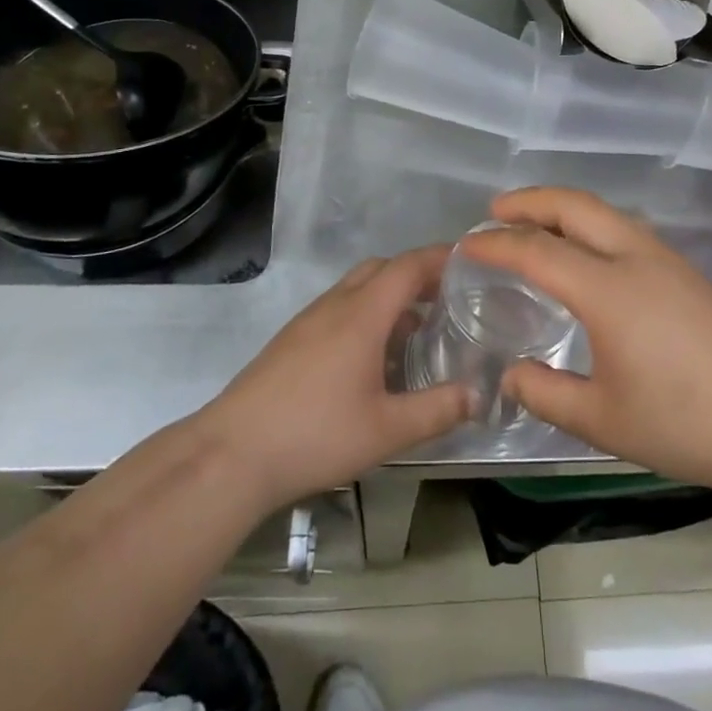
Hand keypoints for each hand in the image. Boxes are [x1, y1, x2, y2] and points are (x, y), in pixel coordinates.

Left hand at [195, 248, 471, 513]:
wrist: (233, 453)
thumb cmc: (315, 435)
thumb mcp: (387, 430)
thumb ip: (437, 410)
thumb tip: (478, 395)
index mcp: (362, 314)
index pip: (408, 266)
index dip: (441, 257)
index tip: (471, 260)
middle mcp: (335, 304)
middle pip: (382, 268)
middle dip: (416, 274)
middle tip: (447, 299)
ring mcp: (309, 320)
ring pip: (357, 288)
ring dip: (389, 295)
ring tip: (416, 329)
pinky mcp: (292, 339)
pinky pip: (339, 308)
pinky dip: (366, 314)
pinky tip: (373, 357)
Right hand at [465, 189, 711, 497]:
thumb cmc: (684, 422)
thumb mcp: (602, 420)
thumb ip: (545, 394)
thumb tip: (509, 374)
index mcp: (607, 289)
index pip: (537, 250)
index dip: (496, 244)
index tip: (467, 246)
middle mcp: (634, 257)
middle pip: (574, 206)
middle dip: (529, 200)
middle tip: (494, 211)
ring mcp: (664, 258)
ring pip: (603, 211)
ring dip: (562, 207)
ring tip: (534, 224)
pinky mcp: (685, 270)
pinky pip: (623, 227)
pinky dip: (589, 223)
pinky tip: (584, 253)